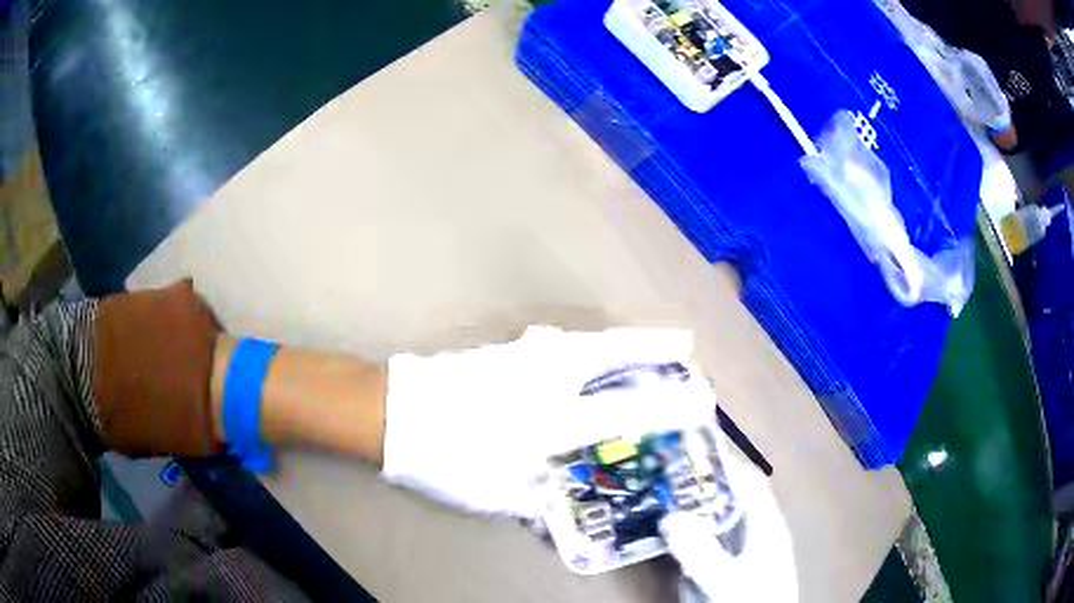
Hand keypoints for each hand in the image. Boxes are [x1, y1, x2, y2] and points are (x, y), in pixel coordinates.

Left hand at [380, 326, 713, 517]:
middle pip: (612, 352)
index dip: (670, 405)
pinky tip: (578, 352)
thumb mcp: (495, 494)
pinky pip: (556, 344)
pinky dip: (581, 345)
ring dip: (621, 341)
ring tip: (644, 345)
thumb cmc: (445, 458)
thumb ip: (535, 499)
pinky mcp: (503, 351)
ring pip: (586, 341)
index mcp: (551, 419)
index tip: (703, 397)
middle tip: (685, 344)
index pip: (626, 410)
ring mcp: (523, 358)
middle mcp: (546, 380)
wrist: (391, 412)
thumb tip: (557, 508)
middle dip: (655, 346)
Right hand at [661, 442, 797, 601]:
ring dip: (701, 510)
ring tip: (669, 504)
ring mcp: (752, 550)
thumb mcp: (726, 578)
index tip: (694, 453)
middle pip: (736, 499)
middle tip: (670, 478)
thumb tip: (670, 518)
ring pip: (726, 520)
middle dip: (705, 487)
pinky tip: (682, 541)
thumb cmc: (752, 599)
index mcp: (767, 524)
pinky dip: (701, 534)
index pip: (750, 483)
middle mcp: (761, 532)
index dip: (726, 465)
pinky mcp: (742, 566)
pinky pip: (720, 541)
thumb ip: (701, 551)